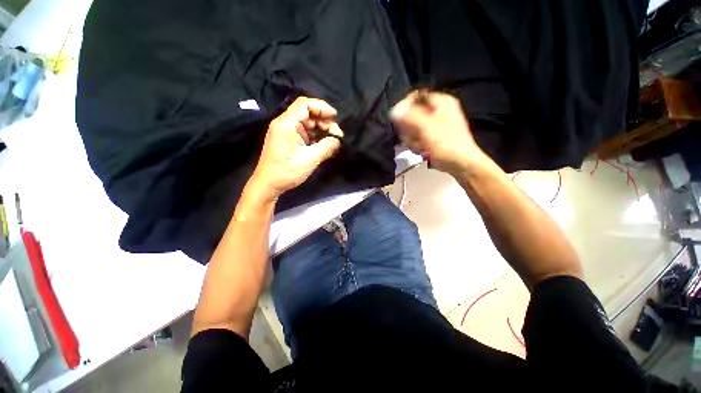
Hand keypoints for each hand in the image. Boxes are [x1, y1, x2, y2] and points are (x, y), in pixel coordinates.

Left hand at [248, 97, 342, 200]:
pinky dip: (317, 137)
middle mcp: (285, 124)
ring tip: (333, 141)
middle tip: (338, 135)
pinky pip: (306, 133)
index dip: (322, 107)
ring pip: (308, 123)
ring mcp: (287, 132)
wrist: (268, 185)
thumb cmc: (286, 172)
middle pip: (308, 113)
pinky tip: (325, 145)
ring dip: (322, 130)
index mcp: (286, 124)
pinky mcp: (290, 140)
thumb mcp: (309, 160)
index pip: (305, 104)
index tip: (336, 117)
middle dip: (325, 122)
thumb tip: (338, 140)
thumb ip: (326, 148)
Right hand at [391, 91, 485, 174]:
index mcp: (440, 102)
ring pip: (412, 128)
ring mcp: (434, 125)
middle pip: (411, 115)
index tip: (400, 120)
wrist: (459, 163)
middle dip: (409, 129)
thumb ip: (409, 116)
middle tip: (414, 137)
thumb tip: (394, 110)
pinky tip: (422, 150)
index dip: (405, 107)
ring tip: (421, 146)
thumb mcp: (426, 127)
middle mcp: (437, 111)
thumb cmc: (446, 143)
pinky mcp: (432, 137)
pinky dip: (417, 144)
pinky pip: (416, 138)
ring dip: (412, 139)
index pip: (415, 97)